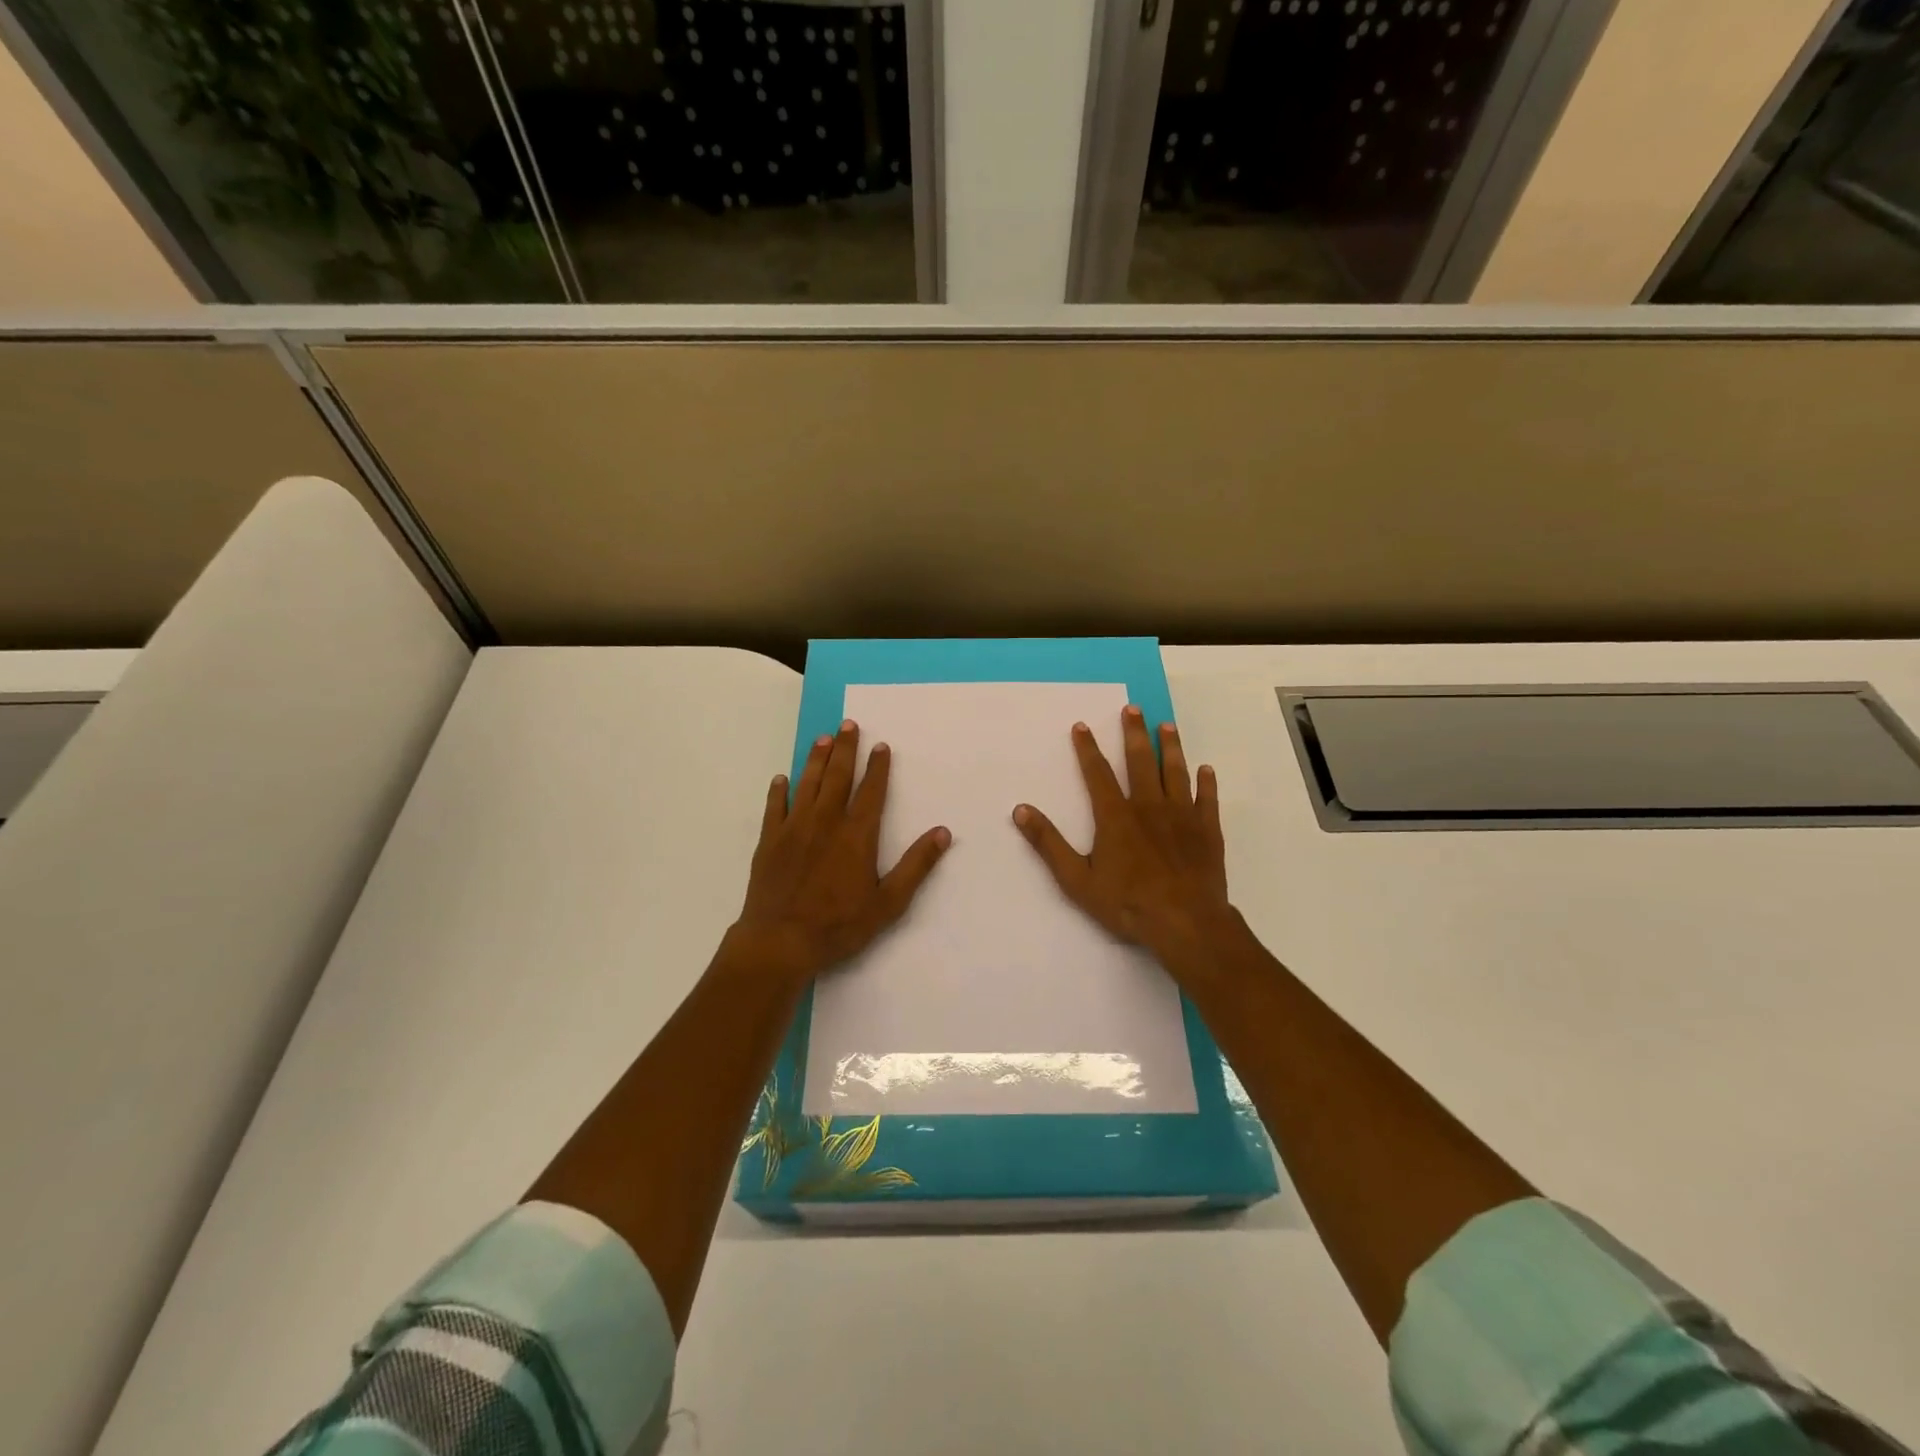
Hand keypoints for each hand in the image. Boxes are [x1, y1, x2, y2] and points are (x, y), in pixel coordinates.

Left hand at [728, 718, 950, 987]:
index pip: (871, 791)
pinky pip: (775, 807)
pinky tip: (781, 778)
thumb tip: (943, 833)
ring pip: (807, 784)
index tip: (881, 745)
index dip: (878, 767)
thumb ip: (916, 866)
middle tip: (848, 724)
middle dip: (845, 749)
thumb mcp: (888, 903)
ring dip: (816, 759)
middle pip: (837, 777)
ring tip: (823, 738)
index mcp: (857, 835)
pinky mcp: (770, 841)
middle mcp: (825, 822)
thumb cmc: (839, 925)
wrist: (780, 941)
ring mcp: (794, 828)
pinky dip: (779, 790)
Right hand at [1013, 705, 1233, 966]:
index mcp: (1115, 816)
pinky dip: (1206, 783)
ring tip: (1167, 725)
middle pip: (1140, 761)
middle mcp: (1149, 806)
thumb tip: (1021, 810)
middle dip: (1134, 733)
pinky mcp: (1207, 831)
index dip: (1087, 748)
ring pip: (1175, 772)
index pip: (1097, 773)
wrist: (1185, 923)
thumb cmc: (1127, 903)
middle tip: (1133, 708)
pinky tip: (1206, 769)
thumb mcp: (1076, 879)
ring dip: (1170, 747)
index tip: (1082, 725)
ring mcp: (1182, 816)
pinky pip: (1207, 799)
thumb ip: (1049, 843)